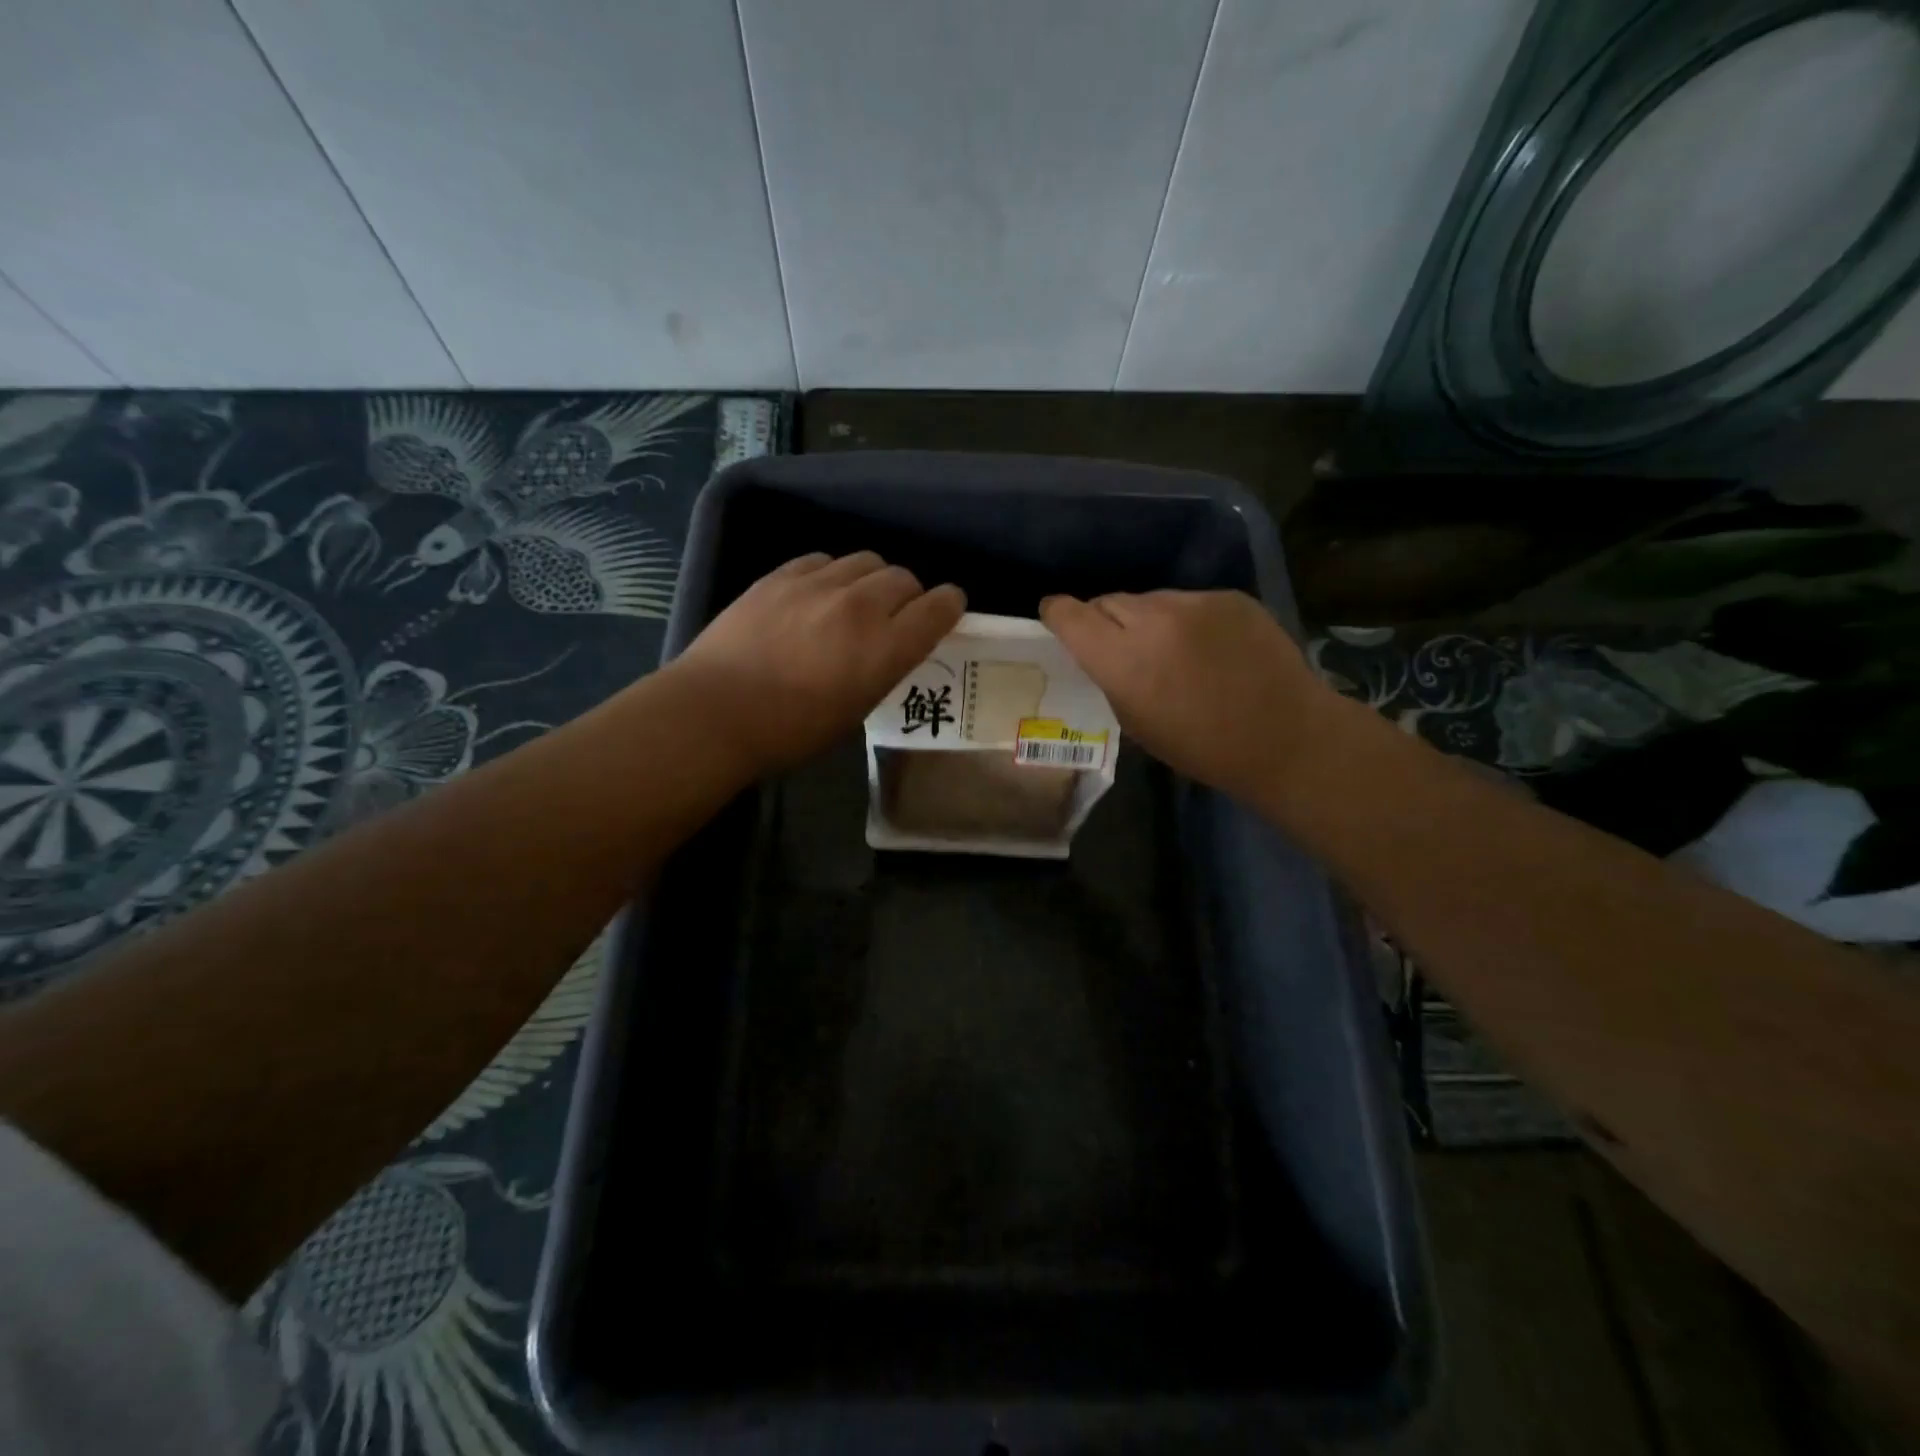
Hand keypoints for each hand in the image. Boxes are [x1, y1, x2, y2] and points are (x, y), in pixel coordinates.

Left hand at [670, 552, 965, 772]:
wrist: (717, 711)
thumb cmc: (791, 731)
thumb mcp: (856, 709)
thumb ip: (883, 668)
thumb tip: (889, 646)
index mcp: (886, 648)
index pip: (938, 607)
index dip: (948, 605)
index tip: (946, 609)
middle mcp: (861, 606)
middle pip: (904, 579)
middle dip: (908, 595)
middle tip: (893, 617)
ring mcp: (819, 585)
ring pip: (866, 561)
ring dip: (871, 580)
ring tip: (854, 601)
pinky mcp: (782, 575)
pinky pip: (824, 560)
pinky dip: (832, 574)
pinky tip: (817, 594)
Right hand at [1039, 589, 1340, 803]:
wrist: (1285, 736)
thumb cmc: (1202, 746)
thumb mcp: (1136, 722)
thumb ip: (1111, 677)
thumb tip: (1103, 652)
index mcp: (1123, 659)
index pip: (1070, 615)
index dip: (1058, 614)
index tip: (1056, 618)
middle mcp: (1153, 620)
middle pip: (1107, 601)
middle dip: (1104, 621)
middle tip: (1119, 646)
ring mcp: (1194, 603)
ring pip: (1149, 600)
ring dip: (1146, 620)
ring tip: (1169, 648)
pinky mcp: (1228, 597)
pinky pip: (1188, 601)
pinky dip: (1186, 619)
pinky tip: (1207, 647)